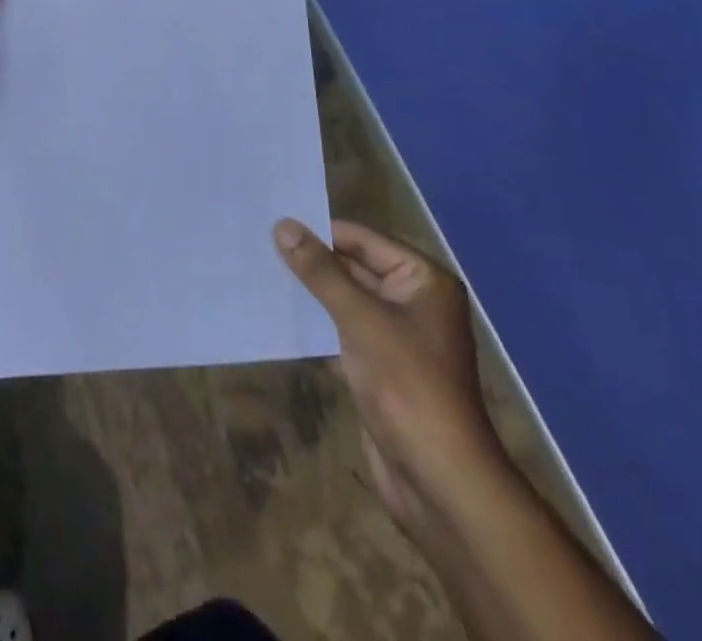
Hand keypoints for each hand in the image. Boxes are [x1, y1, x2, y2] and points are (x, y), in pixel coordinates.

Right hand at [275, 218, 502, 535]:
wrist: (439, 480)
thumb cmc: (407, 385)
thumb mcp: (360, 319)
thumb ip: (321, 272)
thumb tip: (284, 226)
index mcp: (423, 280)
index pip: (363, 240)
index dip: (321, 230)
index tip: (275, 221)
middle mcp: (414, 301)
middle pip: (356, 267)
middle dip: (313, 260)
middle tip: (262, 244)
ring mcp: (398, 336)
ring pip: (347, 300)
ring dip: (312, 292)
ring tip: (263, 272)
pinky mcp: (382, 367)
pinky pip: (345, 331)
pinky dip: (318, 323)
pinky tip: (282, 315)